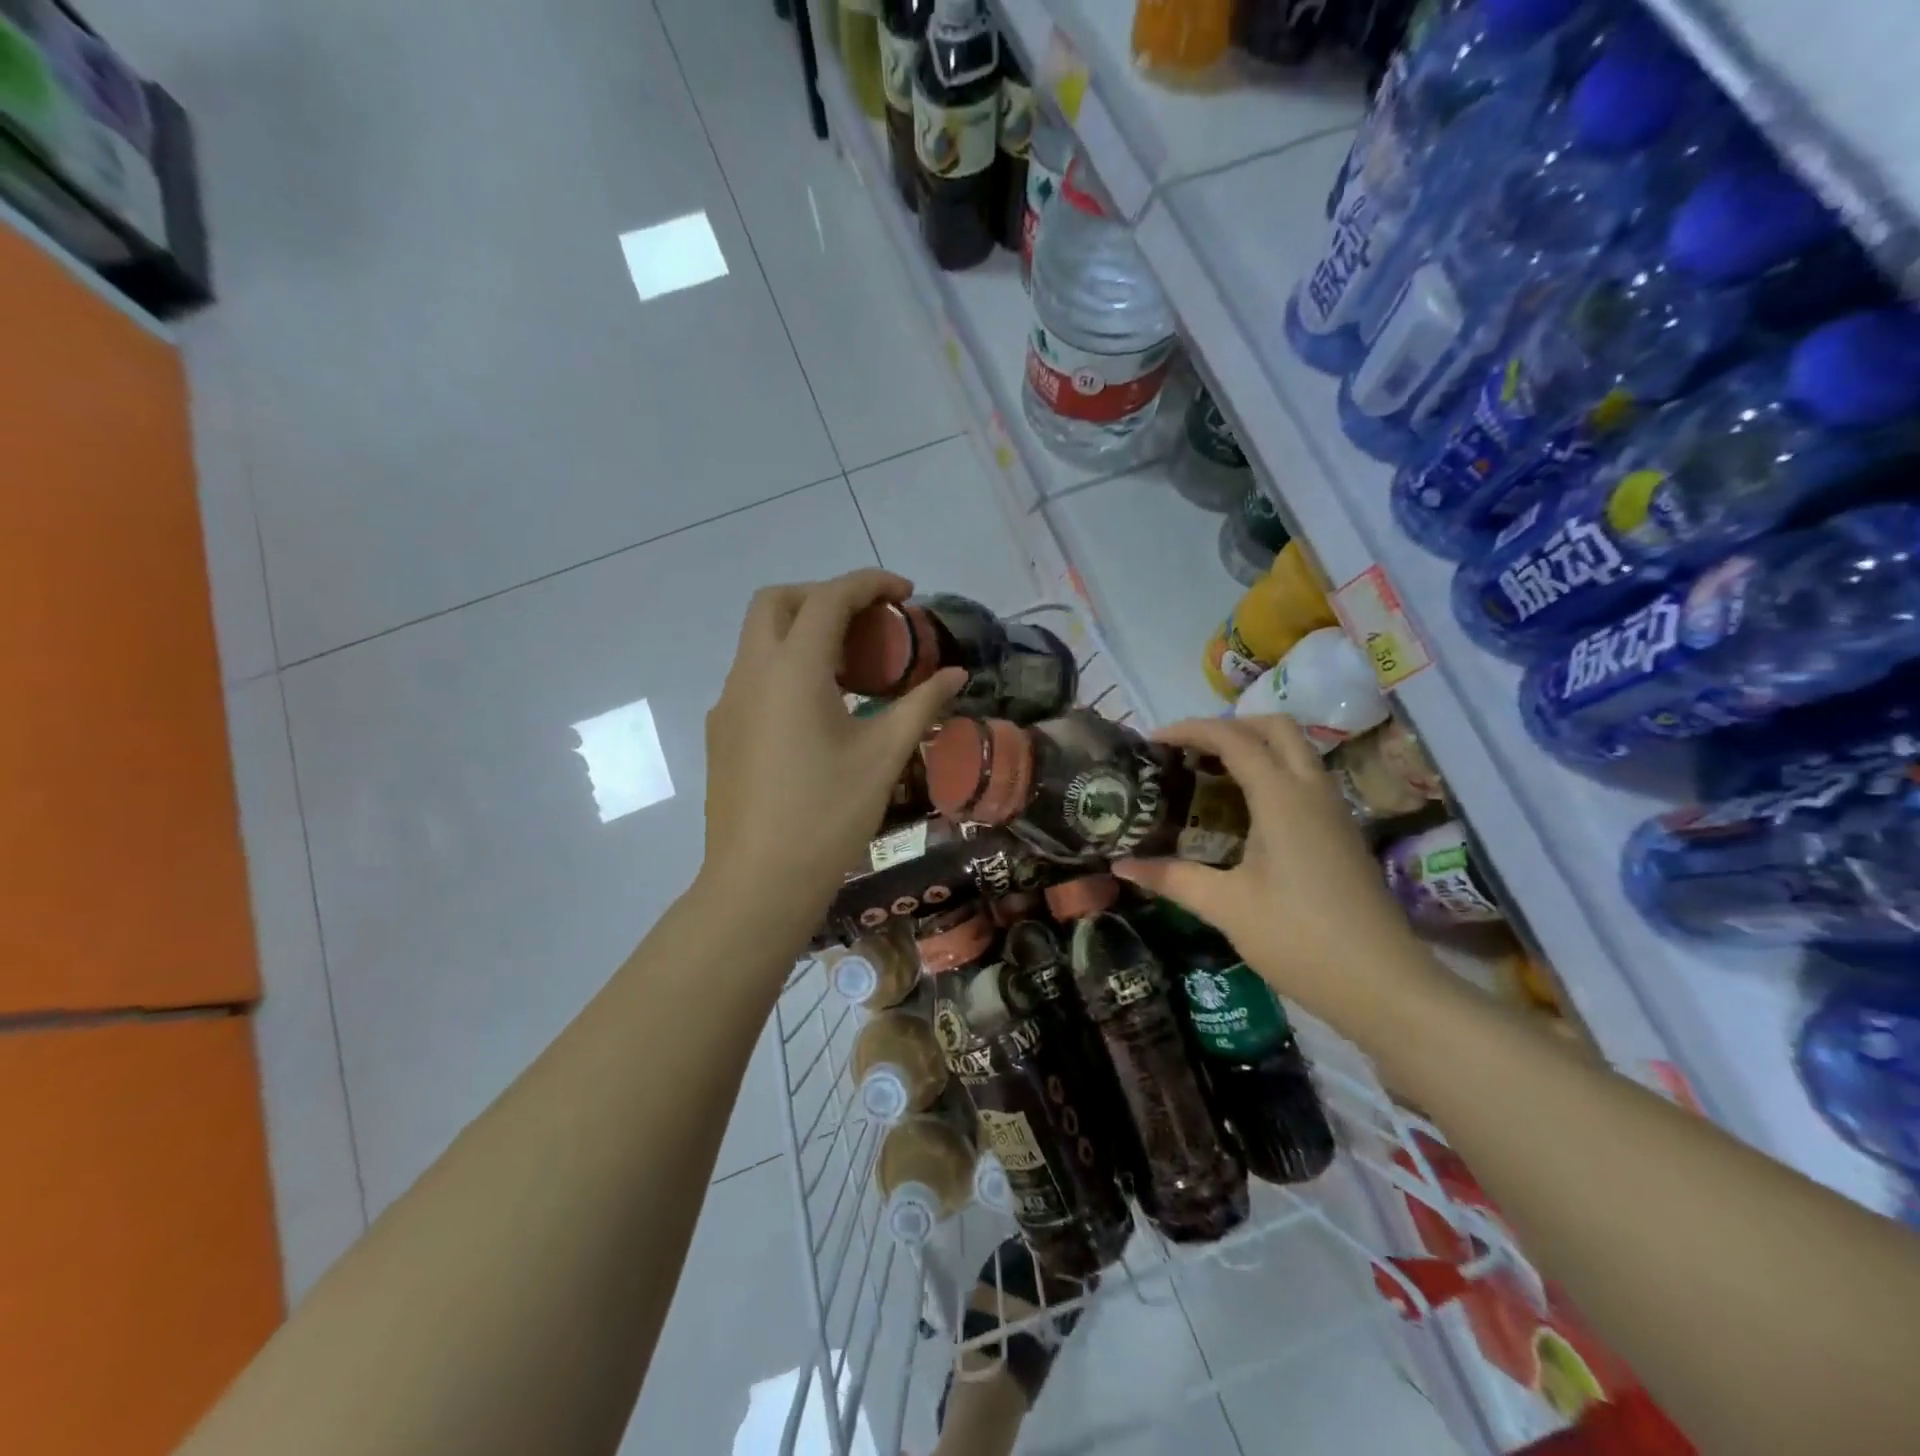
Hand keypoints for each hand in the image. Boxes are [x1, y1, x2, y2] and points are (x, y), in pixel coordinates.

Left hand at [700, 570, 963, 943]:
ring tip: (853, 668)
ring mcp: (729, 703)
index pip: (829, 598)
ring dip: (803, 632)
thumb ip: (921, 704)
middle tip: (869, 623)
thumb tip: (955, 675)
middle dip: (824, 596)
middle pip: (777, 602)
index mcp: (792, 669)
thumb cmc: (828, 814)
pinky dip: (787, 668)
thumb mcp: (884, 755)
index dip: (870, 584)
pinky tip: (820, 711)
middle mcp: (751, 673)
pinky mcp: (723, 731)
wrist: (759, 882)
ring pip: (760, 639)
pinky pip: (754, 677)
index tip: (906, 593)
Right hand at [1113, 714, 1433, 1039]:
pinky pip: (1303, 780)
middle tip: (1188, 750)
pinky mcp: (1341, 833)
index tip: (1153, 741)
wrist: (1383, 985)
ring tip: (1207, 775)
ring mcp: (1333, 811)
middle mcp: (1312, 791)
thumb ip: (1172, 878)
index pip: (1234, 739)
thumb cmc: (1298, 939)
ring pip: (1294, 751)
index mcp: (1282, 798)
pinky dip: (1269, 774)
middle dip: (1229, 726)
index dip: (1190, 730)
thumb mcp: (1226, 907)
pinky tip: (1242, 812)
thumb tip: (1121, 865)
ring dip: (1252, 748)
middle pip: (1275, 727)